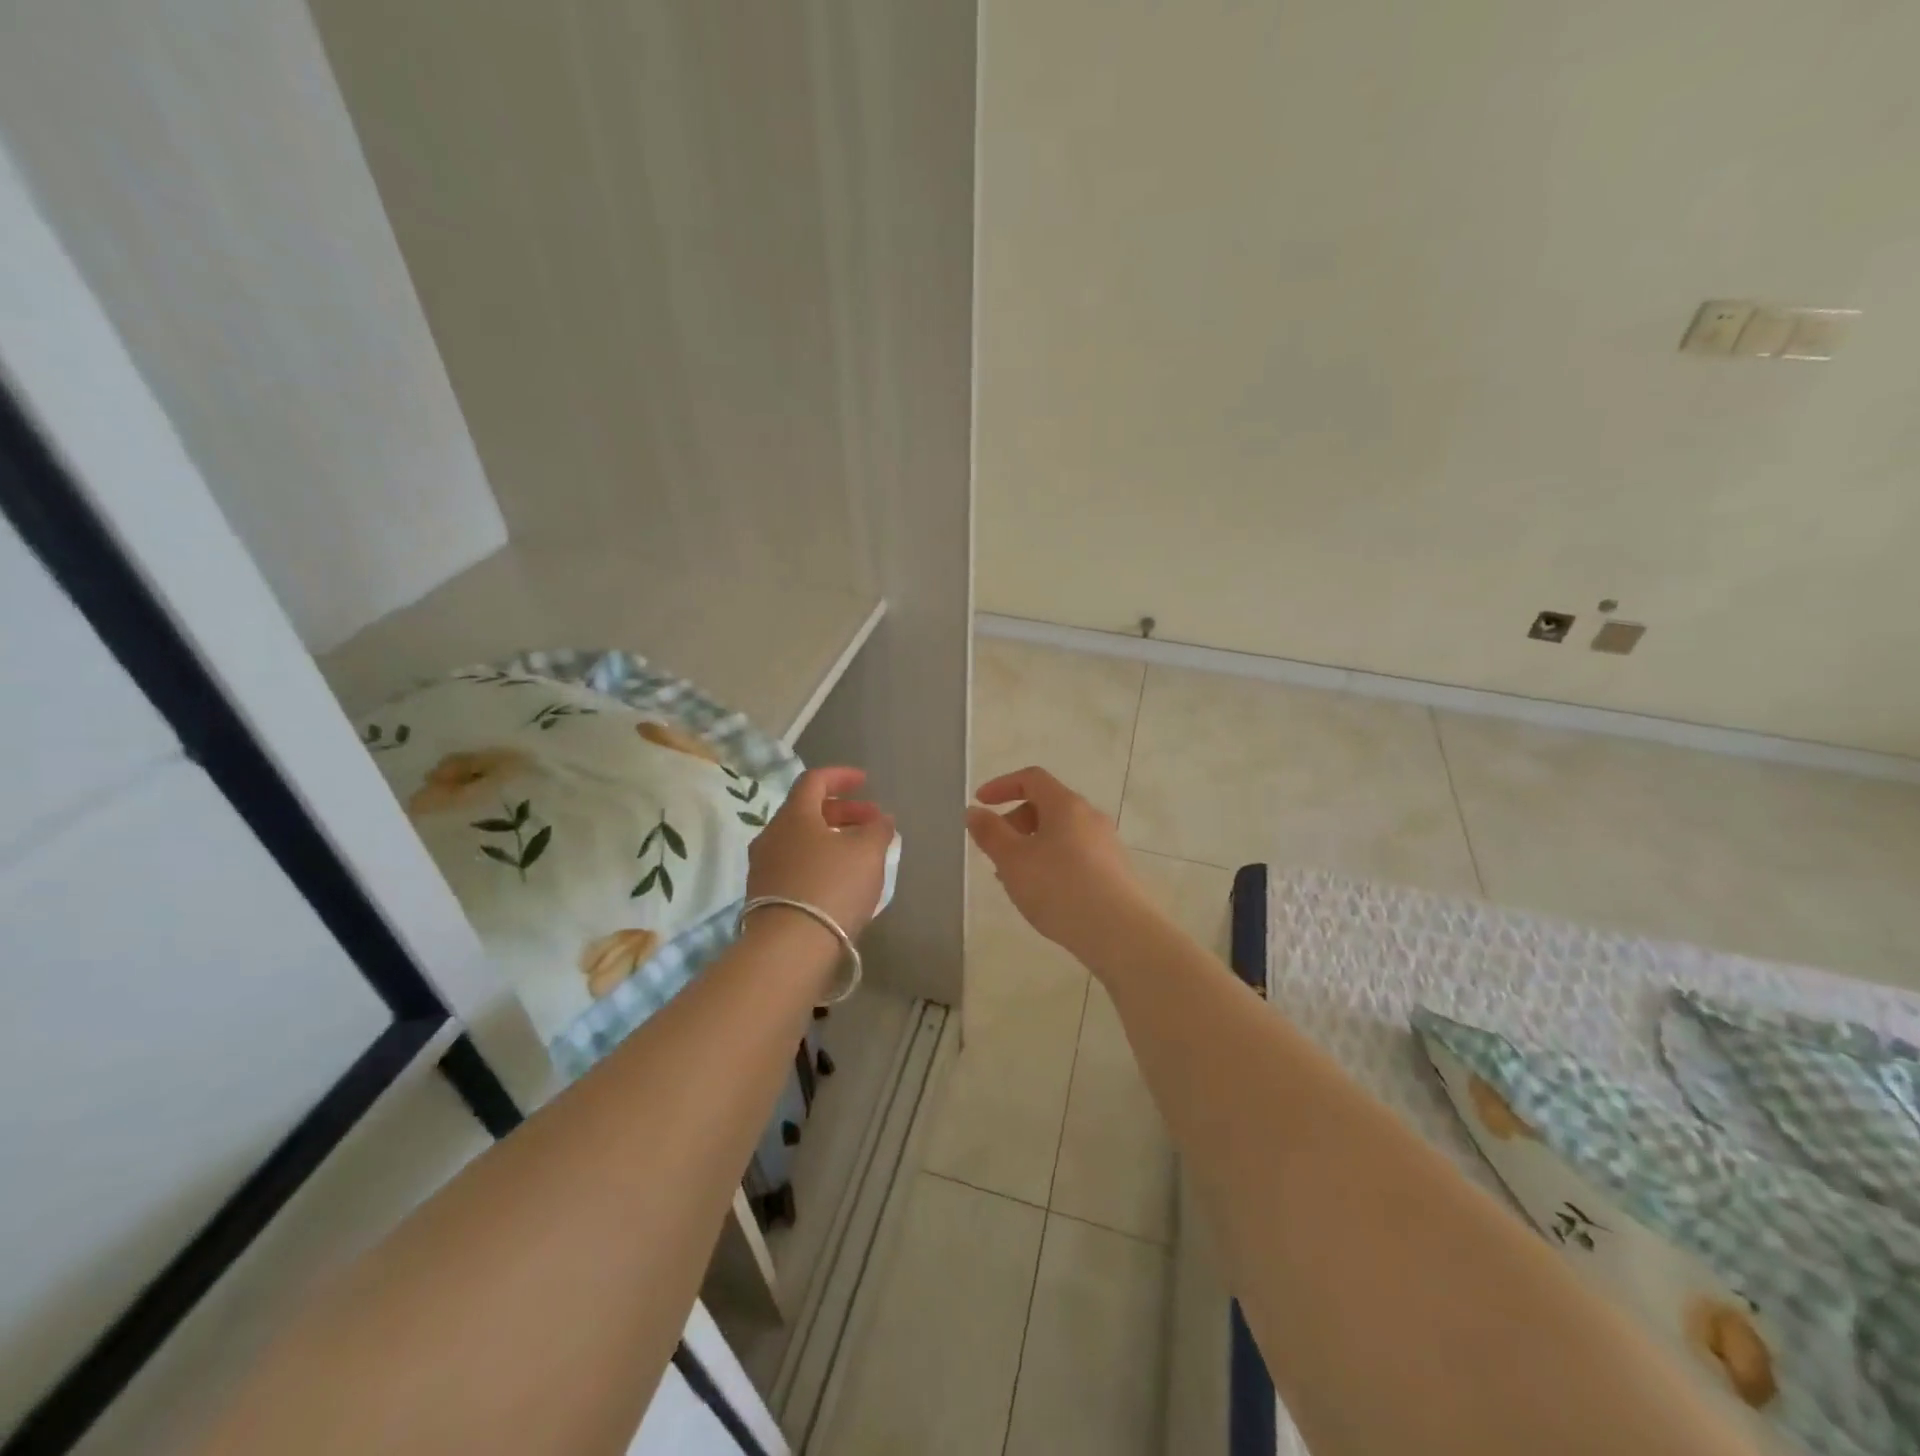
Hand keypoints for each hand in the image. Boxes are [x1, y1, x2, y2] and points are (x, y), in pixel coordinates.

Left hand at [747, 767, 893, 939]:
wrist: (790, 948)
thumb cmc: (832, 886)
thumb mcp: (868, 852)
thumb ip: (878, 829)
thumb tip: (881, 820)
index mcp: (794, 816)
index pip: (814, 781)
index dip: (841, 776)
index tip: (865, 782)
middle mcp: (771, 836)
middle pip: (807, 812)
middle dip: (843, 812)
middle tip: (872, 823)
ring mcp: (763, 868)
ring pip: (801, 841)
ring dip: (831, 839)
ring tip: (860, 854)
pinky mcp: (763, 898)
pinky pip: (795, 867)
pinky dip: (819, 863)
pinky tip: (840, 882)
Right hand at [966, 766, 1152, 963]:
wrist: (1121, 933)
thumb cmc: (1060, 888)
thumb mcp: (1013, 860)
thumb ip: (990, 833)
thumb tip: (975, 811)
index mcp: (1066, 805)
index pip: (1032, 778)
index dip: (1002, 786)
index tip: (980, 803)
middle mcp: (1090, 817)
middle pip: (1047, 805)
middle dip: (1015, 822)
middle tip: (995, 851)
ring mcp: (1106, 844)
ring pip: (1060, 834)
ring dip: (1032, 846)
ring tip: (1015, 879)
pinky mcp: (1115, 871)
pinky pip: (1075, 855)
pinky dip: (1052, 863)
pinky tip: (1044, 895)